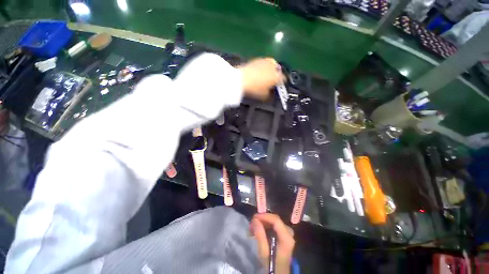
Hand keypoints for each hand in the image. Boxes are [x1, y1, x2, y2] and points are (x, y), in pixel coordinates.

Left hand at [239, 58, 284, 100]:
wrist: (241, 79)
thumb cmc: (254, 89)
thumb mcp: (264, 96)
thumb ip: (270, 95)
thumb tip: (271, 94)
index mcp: (277, 76)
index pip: (283, 79)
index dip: (281, 84)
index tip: (277, 87)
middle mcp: (274, 66)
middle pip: (278, 71)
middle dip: (276, 75)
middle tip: (271, 81)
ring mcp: (266, 61)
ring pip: (272, 65)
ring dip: (271, 70)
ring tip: (265, 76)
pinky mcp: (258, 59)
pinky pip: (264, 63)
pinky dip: (264, 67)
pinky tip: (259, 72)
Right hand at [250, 213, 294, 273]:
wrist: (278, 273)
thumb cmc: (271, 265)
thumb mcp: (264, 253)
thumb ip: (260, 235)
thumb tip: (255, 219)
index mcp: (286, 237)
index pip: (276, 220)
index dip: (264, 216)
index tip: (254, 217)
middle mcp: (289, 233)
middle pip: (275, 220)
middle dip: (263, 219)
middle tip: (252, 223)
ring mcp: (287, 233)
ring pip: (274, 222)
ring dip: (264, 222)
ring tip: (254, 227)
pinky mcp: (284, 235)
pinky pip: (275, 226)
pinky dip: (266, 226)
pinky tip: (259, 230)